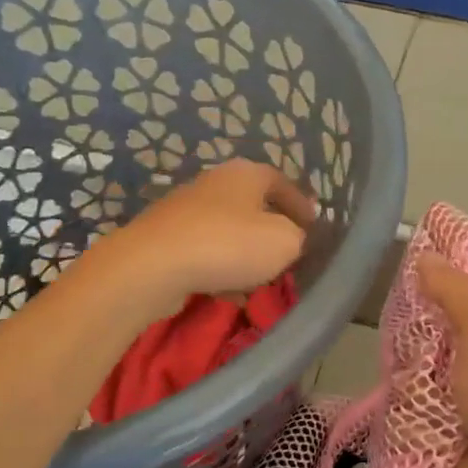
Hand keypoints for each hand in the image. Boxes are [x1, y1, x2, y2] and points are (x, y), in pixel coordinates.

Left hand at [84, 160, 314, 324]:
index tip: (314, 226)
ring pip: (227, 231)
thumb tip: (292, 237)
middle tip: (288, 254)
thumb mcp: (284, 241)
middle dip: (271, 230)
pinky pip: (204, 253)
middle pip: (252, 205)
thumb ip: (297, 236)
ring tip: (260, 280)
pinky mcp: (165, 239)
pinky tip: (227, 294)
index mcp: (245, 173)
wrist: (152, 266)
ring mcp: (184, 210)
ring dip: (244, 254)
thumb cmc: (228, 245)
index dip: (301, 204)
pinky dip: (219, 270)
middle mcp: (213, 183)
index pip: (282, 181)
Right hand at [417, 254, 467, 467]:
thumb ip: (457, 293)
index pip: (460, 297)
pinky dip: (402, 412)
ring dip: (409, 378)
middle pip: (426, 334)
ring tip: (421, 390)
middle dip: (414, 332)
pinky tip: (410, 417)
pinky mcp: (424, 440)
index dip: (436, 278)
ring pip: (407, 371)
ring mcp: (449, 407)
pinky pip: (398, 410)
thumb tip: (426, 256)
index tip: (407, 258)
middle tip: (406, 331)